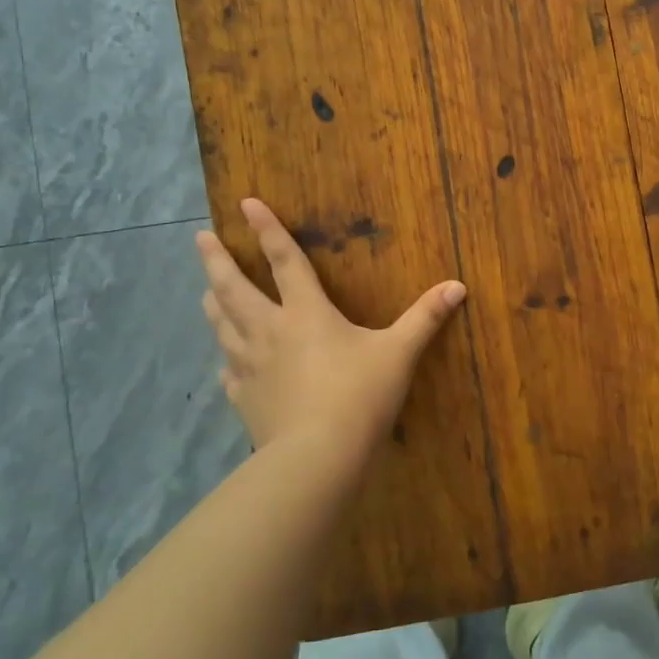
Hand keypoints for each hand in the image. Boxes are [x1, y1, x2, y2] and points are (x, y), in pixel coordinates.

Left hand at [196, 198, 467, 458]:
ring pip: (223, 326)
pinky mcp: (244, 398)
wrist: (318, 456)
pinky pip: (229, 371)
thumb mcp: (400, 352)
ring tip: (204, 290)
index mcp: (306, 312)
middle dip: (217, 261)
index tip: (245, 203)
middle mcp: (270, 331)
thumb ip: (425, 317)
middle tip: (200, 239)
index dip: (266, 230)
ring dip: (213, 303)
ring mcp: (250, 366)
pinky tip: (226, 361)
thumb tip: (458, 286)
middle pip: (234, 289)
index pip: (284, 261)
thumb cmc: (360, 395)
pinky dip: (226, 358)